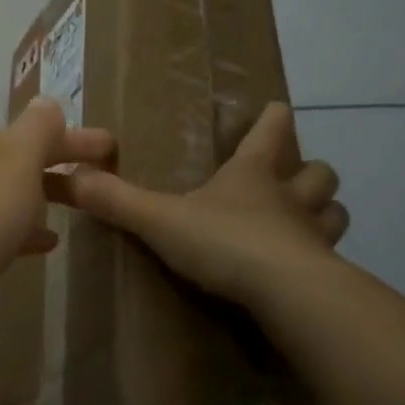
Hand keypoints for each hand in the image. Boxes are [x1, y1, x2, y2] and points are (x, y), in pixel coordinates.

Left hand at [0, 97, 115, 336]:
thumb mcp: (16, 161)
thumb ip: (36, 130)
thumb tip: (47, 101)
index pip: (33, 134)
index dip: (72, 137)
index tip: (110, 147)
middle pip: (23, 163)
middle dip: (61, 164)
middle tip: (103, 175)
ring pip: (15, 196)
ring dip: (46, 196)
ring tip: (81, 205)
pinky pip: (7, 232)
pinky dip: (29, 231)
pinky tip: (50, 243)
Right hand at [55, 102, 346, 312]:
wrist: (287, 294)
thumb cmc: (225, 241)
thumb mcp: (160, 219)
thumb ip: (116, 200)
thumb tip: (70, 177)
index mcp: (253, 173)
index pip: (272, 131)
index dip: (274, 118)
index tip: (276, 109)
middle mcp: (291, 198)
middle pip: (319, 172)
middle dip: (310, 170)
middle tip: (294, 177)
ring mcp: (316, 236)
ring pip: (334, 212)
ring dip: (324, 211)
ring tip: (307, 221)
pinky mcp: (328, 275)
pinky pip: (334, 259)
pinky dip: (325, 259)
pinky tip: (308, 271)